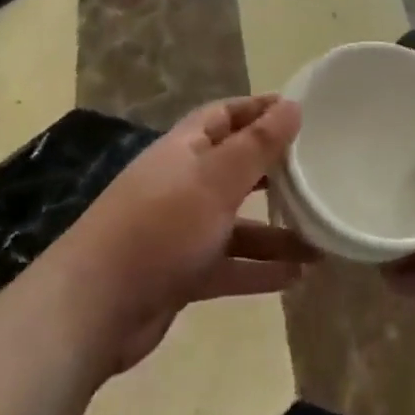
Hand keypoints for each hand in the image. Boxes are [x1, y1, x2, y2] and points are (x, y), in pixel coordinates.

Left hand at [57, 96, 312, 374]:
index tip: (300, 112)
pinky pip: (230, 265)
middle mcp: (183, 184)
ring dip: (275, 231)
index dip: (260, 110)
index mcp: (185, 150)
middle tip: (318, 174)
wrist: (93, 309)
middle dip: (274, 171)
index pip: (225, 115)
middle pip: (235, 169)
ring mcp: (181, 231)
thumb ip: (257, 145)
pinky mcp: (182, 273)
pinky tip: (297, 277)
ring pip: (237, 223)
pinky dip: (259, 269)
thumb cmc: (160, 227)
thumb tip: (292, 104)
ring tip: (321, 239)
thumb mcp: (215, 180)